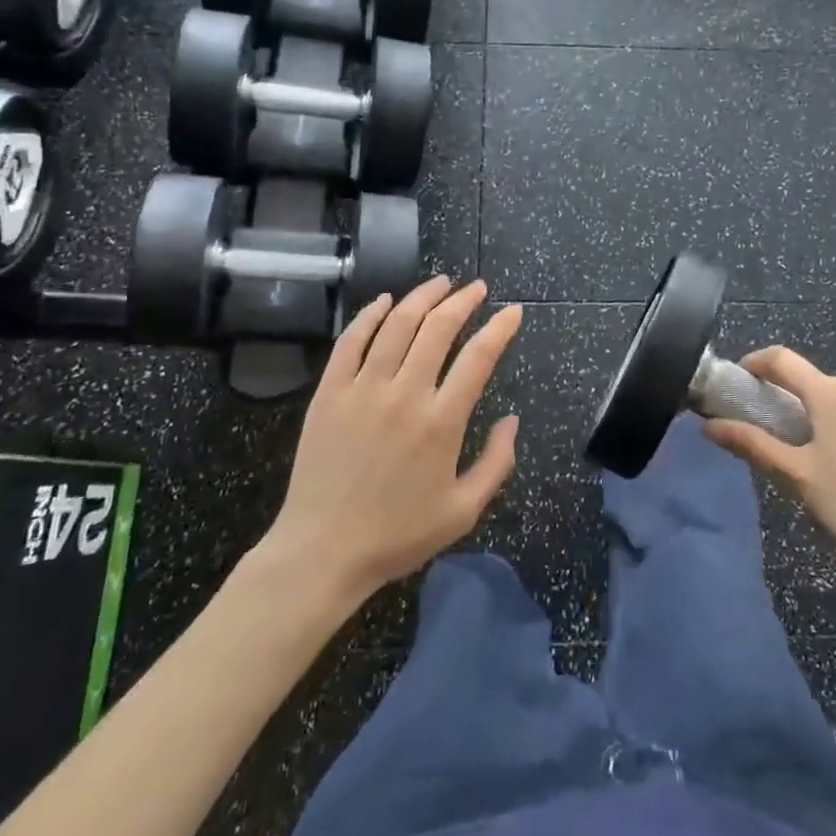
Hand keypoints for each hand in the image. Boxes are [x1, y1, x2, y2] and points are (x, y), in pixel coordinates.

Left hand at [256, 276, 521, 603]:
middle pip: (438, 329)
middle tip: (476, 289)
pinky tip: (384, 301)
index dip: (500, 328)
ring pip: (397, 325)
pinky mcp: (329, 393)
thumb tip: (512, 420)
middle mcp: (404, 394)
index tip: (513, 311)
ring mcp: (363, 389)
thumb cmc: (397, 535)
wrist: (322, 552)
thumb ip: (497, 463)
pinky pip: (351, 341)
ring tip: (440, 283)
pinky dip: (369, 315)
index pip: (478, 358)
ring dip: (422, 297)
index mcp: (441, 422)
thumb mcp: (463, 511)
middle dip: (463, 301)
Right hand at [705, 347, 835, 606]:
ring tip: (830, 459)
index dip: (756, 363)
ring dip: (834, 418)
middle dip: (798, 401)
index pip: (783, 359)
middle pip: (819, 384)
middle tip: (785, 435)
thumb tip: (708, 425)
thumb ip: (752, 444)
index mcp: (831, 394)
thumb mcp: (796, 477)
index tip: (742, 378)